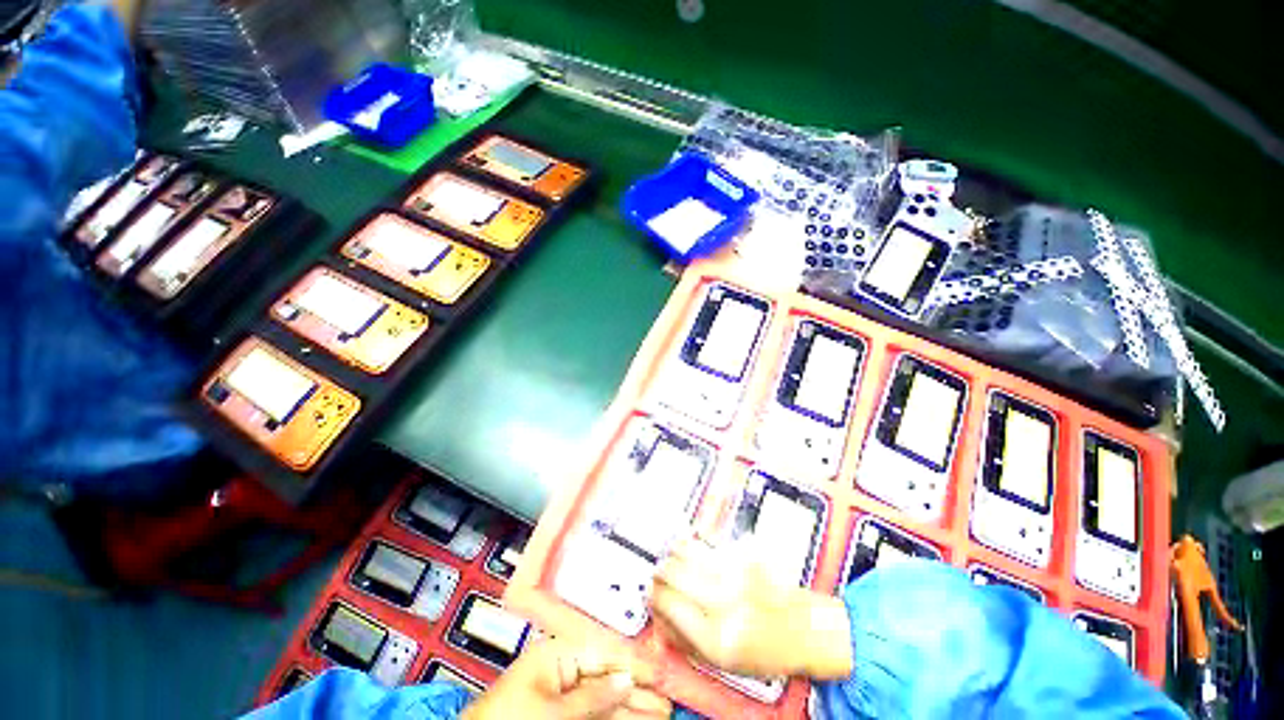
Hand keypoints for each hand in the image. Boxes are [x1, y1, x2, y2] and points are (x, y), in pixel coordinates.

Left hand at [462, 638, 670, 719]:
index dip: (634, 662)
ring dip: (633, 705)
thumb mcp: (552, 709)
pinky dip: (616, 717)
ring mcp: (563, 696)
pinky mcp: (563, 715)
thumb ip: (591, 695)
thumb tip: (625, 678)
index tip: (661, 672)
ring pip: (606, 698)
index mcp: (558, 655)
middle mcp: (564, 670)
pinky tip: (636, 719)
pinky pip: (596, 714)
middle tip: (668, 701)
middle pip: (609, 677)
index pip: (604, 653)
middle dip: (639, 688)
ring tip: (661, 712)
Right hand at [651, 537, 853, 680]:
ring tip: (676, 560)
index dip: (652, 596)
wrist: (808, 631)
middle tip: (661, 575)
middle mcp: (723, 600)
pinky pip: (707, 544)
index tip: (651, 594)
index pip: (664, 602)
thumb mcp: (725, 664)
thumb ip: (685, 643)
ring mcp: (735, 572)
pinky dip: (695, 547)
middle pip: (670, 570)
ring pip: (685, 549)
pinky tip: (697, 553)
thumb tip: (658, 621)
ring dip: (674, 554)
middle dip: (660, 572)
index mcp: (715, 636)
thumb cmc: (771, 651)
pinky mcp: (745, 554)